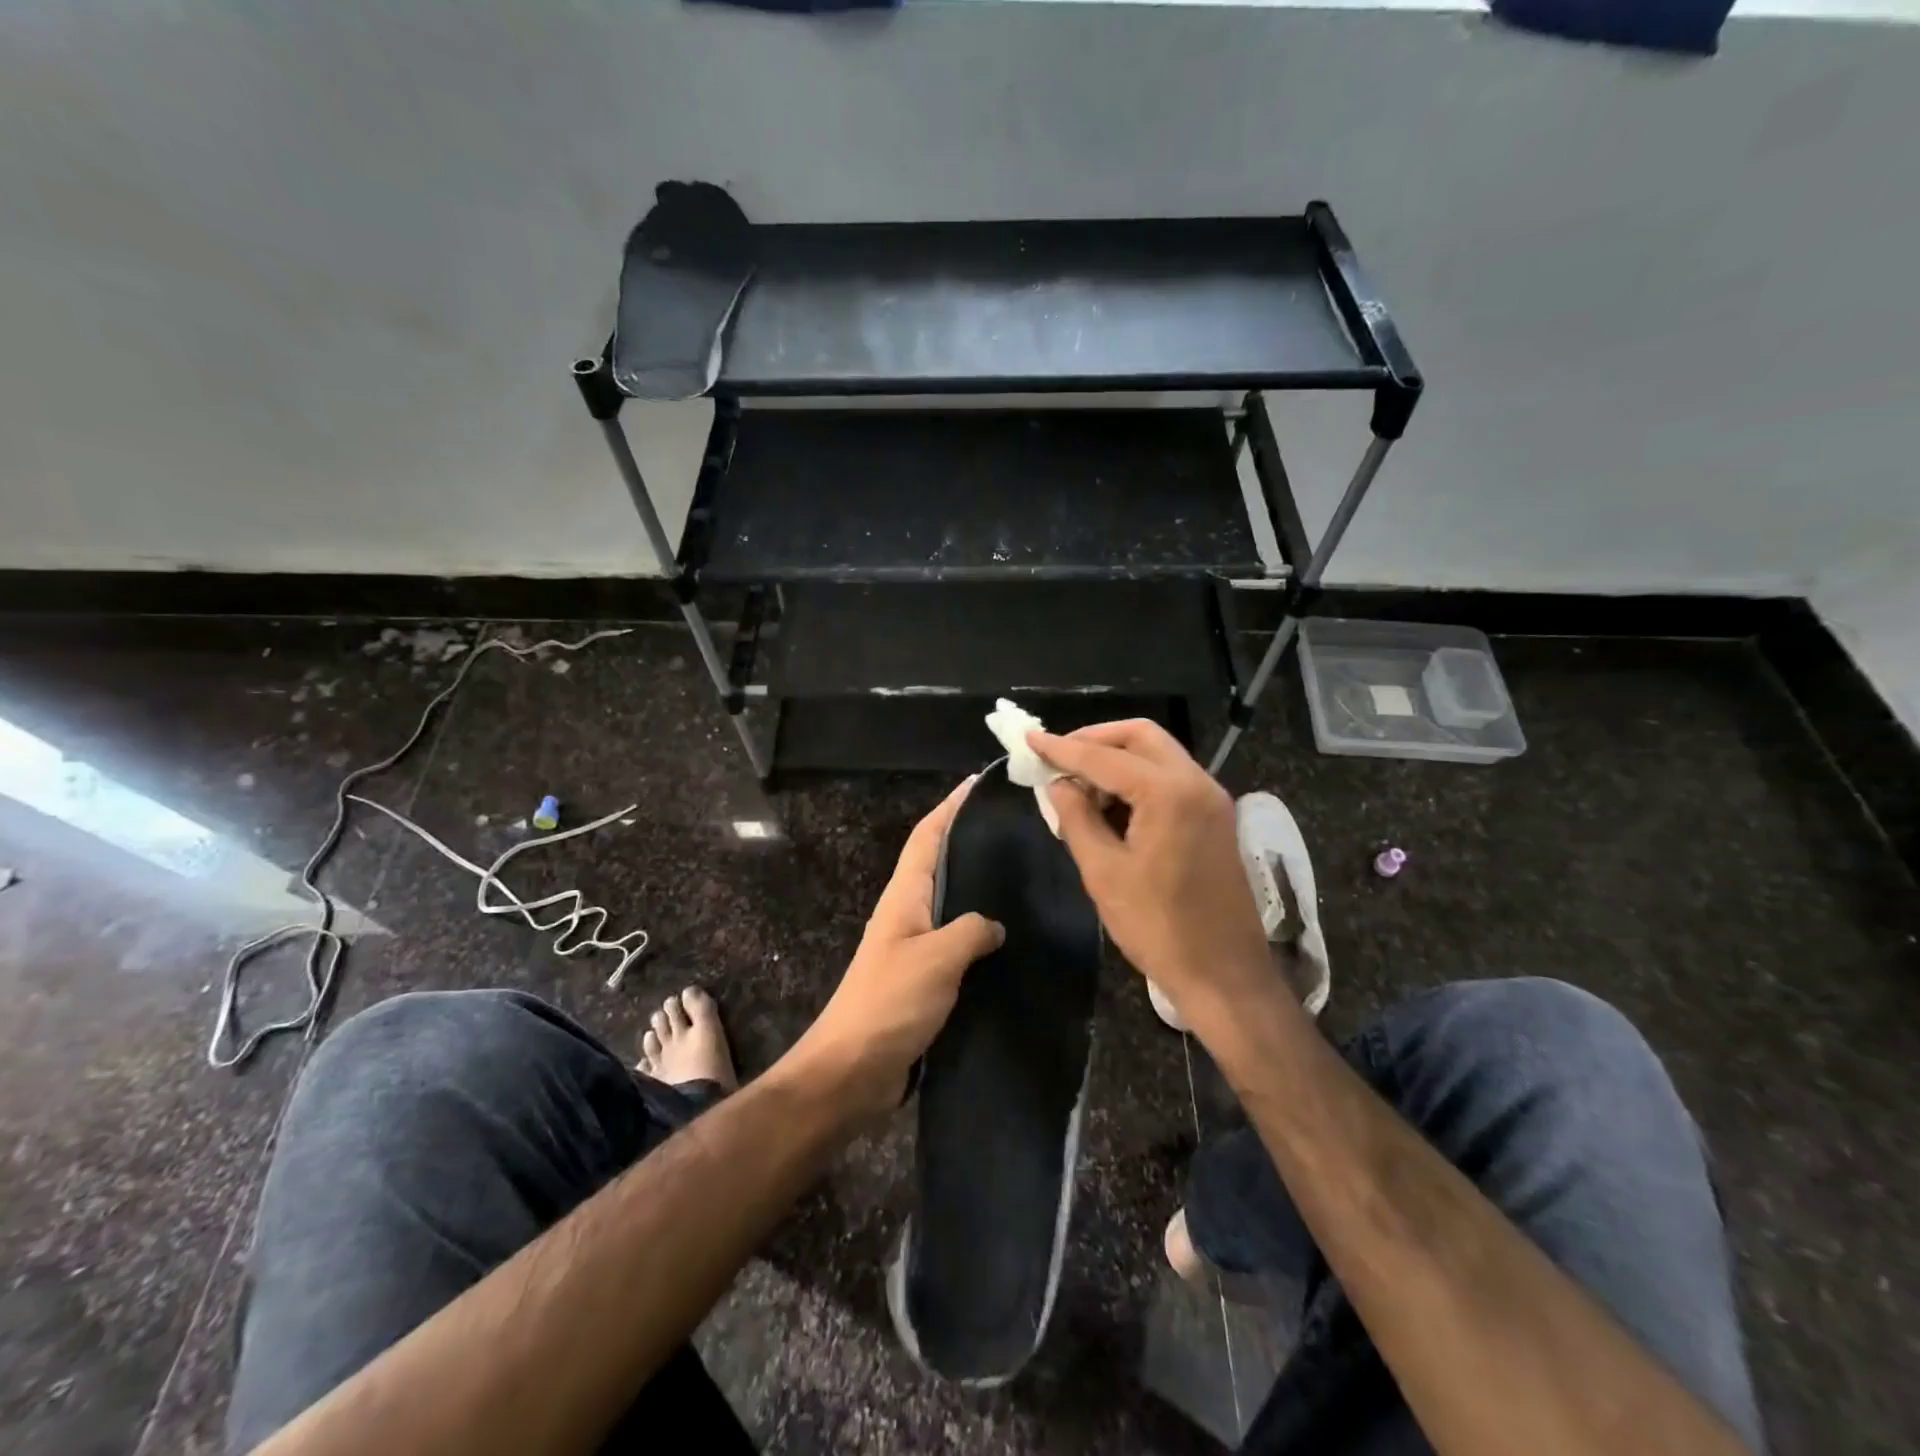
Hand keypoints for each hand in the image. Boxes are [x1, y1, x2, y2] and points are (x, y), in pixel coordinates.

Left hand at [782, 777, 1004, 1119]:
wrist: (853, 1072)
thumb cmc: (889, 1003)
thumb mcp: (936, 958)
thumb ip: (971, 930)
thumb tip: (995, 924)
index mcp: (904, 897)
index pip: (927, 837)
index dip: (950, 807)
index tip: (979, 783)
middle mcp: (908, 914)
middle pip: (940, 864)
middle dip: (970, 840)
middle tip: (1016, 827)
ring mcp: (915, 949)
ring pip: (952, 905)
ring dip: (979, 888)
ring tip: (1022, 875)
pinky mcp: (925, 981)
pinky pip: (958, 945)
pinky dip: (981, 934)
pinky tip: (1011, 940)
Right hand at [1030, 720, 1269, 1027]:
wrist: (1225, 974)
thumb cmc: (1158, 927)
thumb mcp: (1104, 872)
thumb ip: (1076, 818)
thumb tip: (1058, 784)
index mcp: (1169, 793)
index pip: (1104, 757)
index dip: (1062, 748)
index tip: (1029, 738)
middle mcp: (1196, 782)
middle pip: (1140, 736)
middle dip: (1095, 739)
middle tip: (1058, 757)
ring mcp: (1211, 798)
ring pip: (1157, 754)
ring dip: (1116, 759)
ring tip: (1078, 786)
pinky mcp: (1215, 817)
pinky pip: (1171, 778)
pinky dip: (1137, 778)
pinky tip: (1110, 804)